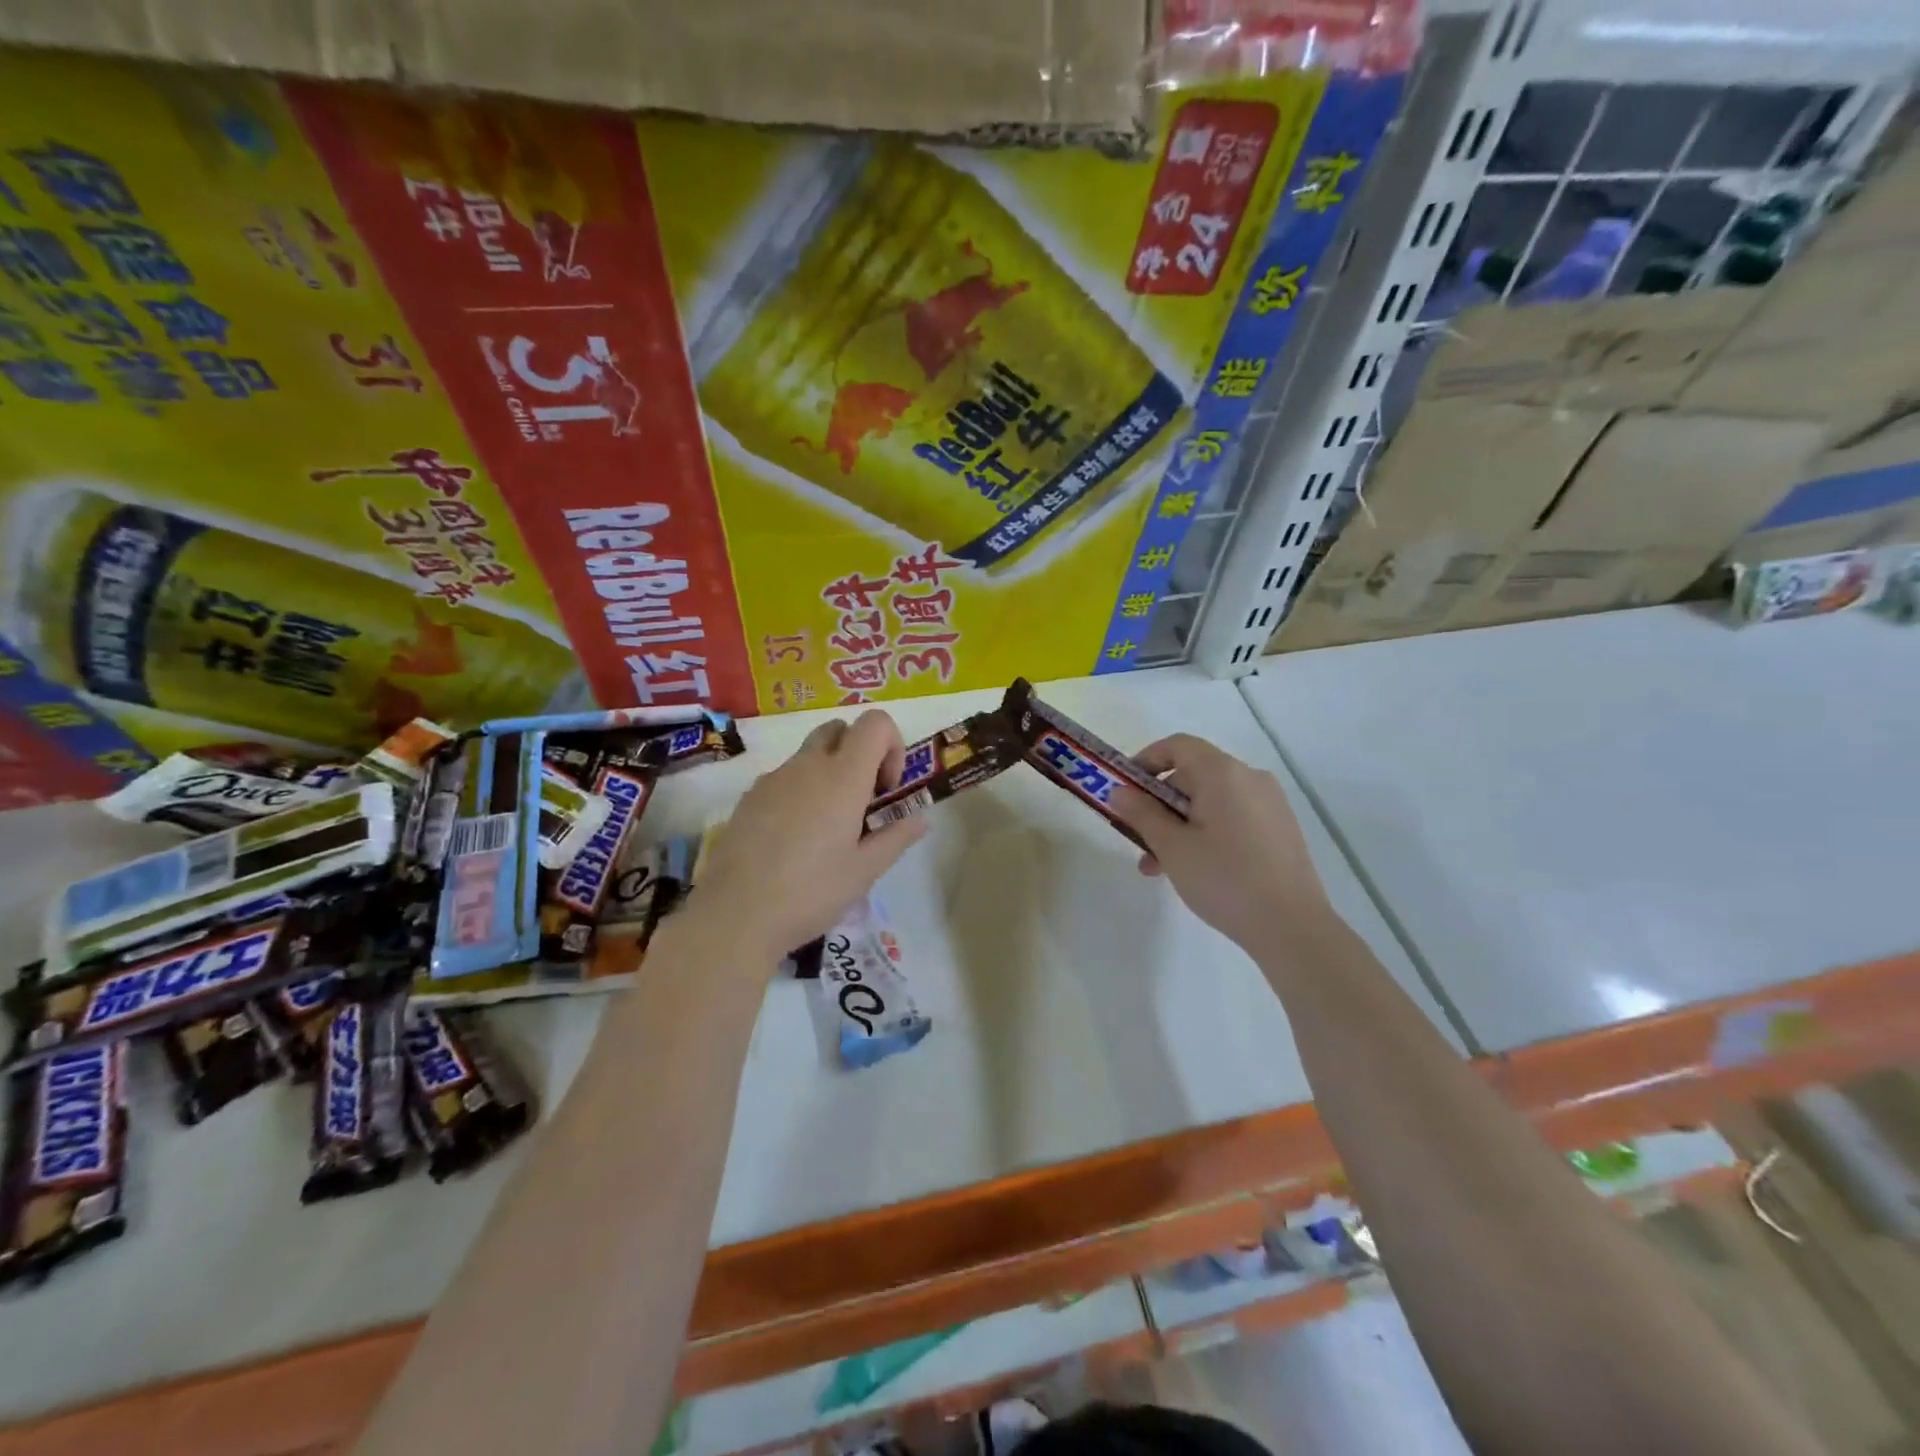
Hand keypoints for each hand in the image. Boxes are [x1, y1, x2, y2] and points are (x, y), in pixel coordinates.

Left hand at [692, 711, 927, 963]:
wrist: (735, 914)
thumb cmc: (811, 892)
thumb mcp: (865, 871)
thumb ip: (896, 837)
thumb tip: (920, 819)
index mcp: (843, 777)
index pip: (875, 723)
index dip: (891, 745)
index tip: (886, 788)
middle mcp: (807, 765)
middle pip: (839, 729)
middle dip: (859, 752)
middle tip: (862, 801)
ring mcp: (773, 778)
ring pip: (809, 754)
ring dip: (828, 773)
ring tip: (828, 827)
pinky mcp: (749, 797)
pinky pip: (783, 778)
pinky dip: (800, 791)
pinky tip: (794, 839)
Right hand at [1108, 734, 1330, 950]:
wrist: (1292, 927)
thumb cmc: (1224, 879)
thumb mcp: (1172, 846)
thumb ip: (1141, 813)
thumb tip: (1120, 791)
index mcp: (1223, 773)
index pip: (1177, 746)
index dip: (1145, 760)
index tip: (1124, 789)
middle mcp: (1250, 778)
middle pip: (1193, 776)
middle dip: (1158, 804)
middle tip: (1138, 839)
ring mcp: (1270, 804)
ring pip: (1210, 802)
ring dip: (1179, 825)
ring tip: (1160, 867)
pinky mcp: (1280, 829)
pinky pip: (1232, 818)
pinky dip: (1206, 833)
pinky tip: (1195, 870)